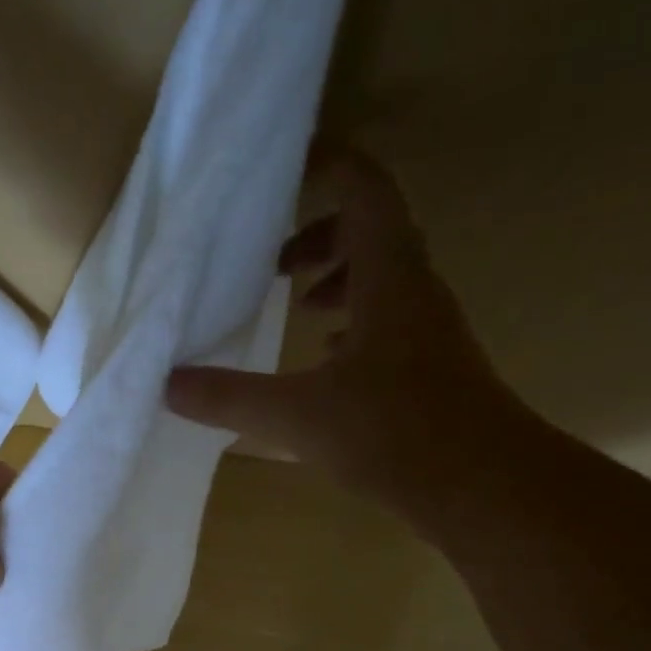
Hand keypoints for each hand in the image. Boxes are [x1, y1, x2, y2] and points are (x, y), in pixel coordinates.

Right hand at [166, 151, 537, 514]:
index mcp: (389, 277)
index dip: (329, 165)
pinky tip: (326, 363)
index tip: (286, 165)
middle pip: (374, 233)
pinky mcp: (429, 369)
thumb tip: (168, 384)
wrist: (482, 485)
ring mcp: (427, 332)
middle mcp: (414, 292)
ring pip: (383, 281)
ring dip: (339, 281)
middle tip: (274, 265)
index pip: (364, 191)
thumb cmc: (394, 431)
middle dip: (322, 236)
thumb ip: (229, 397)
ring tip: (297, 307)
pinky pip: (388, 324)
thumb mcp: (296, 414)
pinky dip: (354, 325)